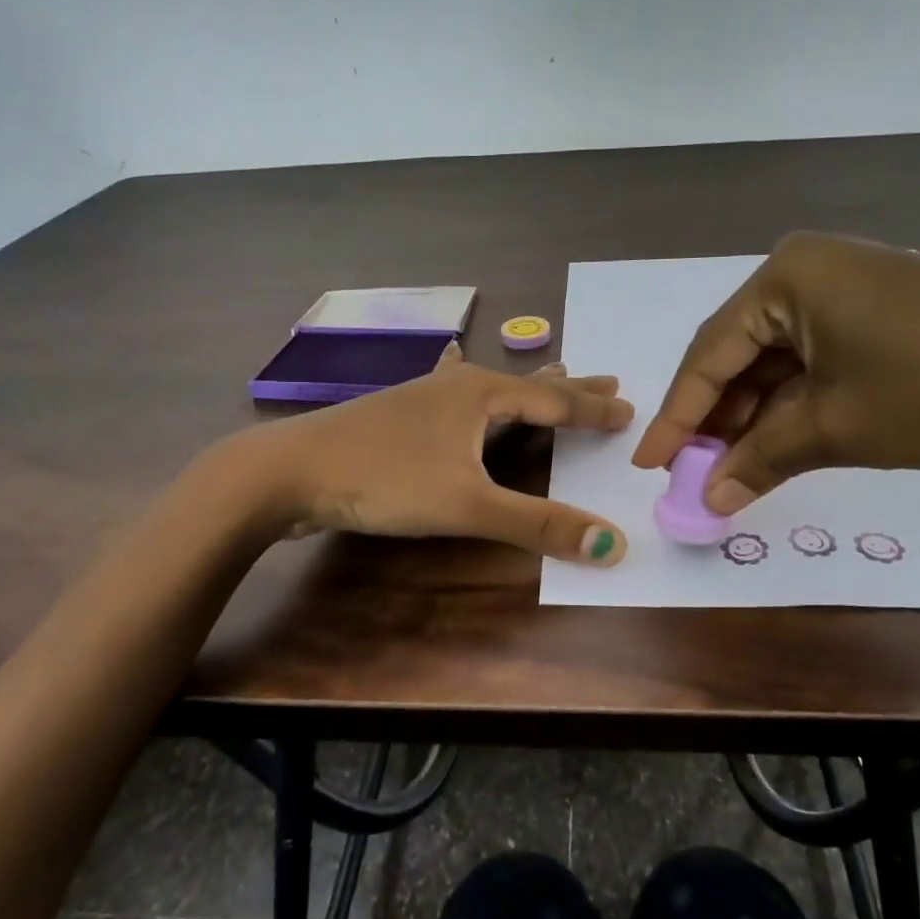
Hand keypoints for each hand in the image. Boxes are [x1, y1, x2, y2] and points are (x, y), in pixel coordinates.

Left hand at [244, 344, 634, 563]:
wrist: (289, 471)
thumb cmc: (384, 479)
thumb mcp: (467, 504)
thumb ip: (538, 524)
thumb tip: (613, 544)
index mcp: (480, 393)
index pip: (554, 400)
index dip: (594, 408)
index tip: (630, 408)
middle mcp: (455, 384)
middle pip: (526, 383)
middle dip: (569, 385)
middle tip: (609, 377)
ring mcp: (422, 397)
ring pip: (489, 387)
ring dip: (526, 387)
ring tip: (552, 376)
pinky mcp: (398, 416)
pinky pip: (456, 398)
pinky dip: (477, 392)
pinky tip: (454, 374)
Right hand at [631, 232, 919, 512]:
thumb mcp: (838, 428)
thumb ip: (762, 459)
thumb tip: (709, 499)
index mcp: (787, 279)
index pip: (710, 355)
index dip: (677, 416)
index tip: (649, 464)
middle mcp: (808, 272)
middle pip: (739, 355)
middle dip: (715, 419)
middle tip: (690, 474)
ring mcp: (846, 290)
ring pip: (776, 362)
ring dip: (753, 417)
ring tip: (729, 471)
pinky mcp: (876, 313)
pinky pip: (814, 362)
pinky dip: (793, 405)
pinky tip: (776, 445)